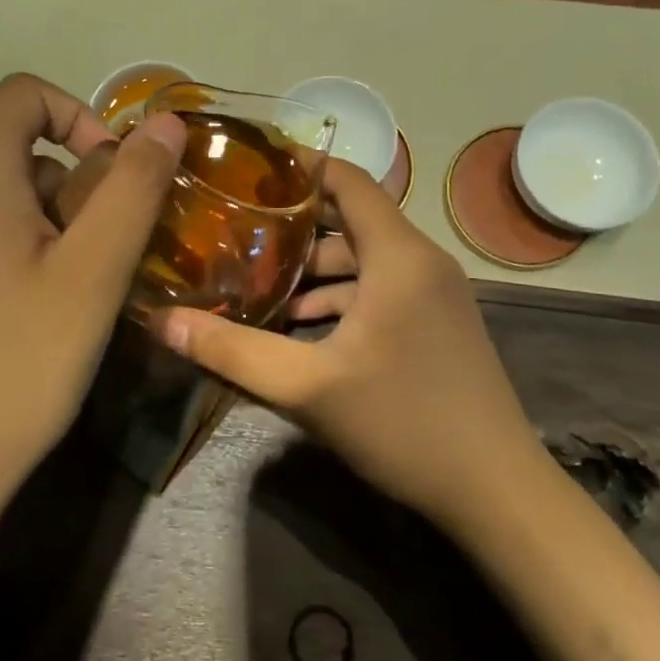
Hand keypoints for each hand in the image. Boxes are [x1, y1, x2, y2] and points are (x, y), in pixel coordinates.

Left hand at [0, 73, 186, 518]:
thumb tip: (165, 122)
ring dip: (43, 227)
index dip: (79, 117)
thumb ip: (133, 188)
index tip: (113, 179)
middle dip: (72, 188)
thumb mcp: (92, 273)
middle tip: (101, 261)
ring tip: (68, 299)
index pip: (23, 94)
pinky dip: (7, 256)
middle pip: (12, 153)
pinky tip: (20, 325)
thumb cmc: (13, 365)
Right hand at [156, 160, 541, 529]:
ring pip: (362, 260)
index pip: (348, 180)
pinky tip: (299, 327)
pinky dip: (339, 297)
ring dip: (312, 270)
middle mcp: (420, 261)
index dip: (300, 167)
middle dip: (292, 226)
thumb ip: (233, 351)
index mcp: (399, 255)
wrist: (497, 493)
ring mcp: (433, 294)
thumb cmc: (404, 424)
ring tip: (256, 283)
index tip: (248, 170)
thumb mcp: (308, 388)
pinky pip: (379, 290)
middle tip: (235, 231)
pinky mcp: (435, 324)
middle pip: (349, 220)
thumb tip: (162, 321)